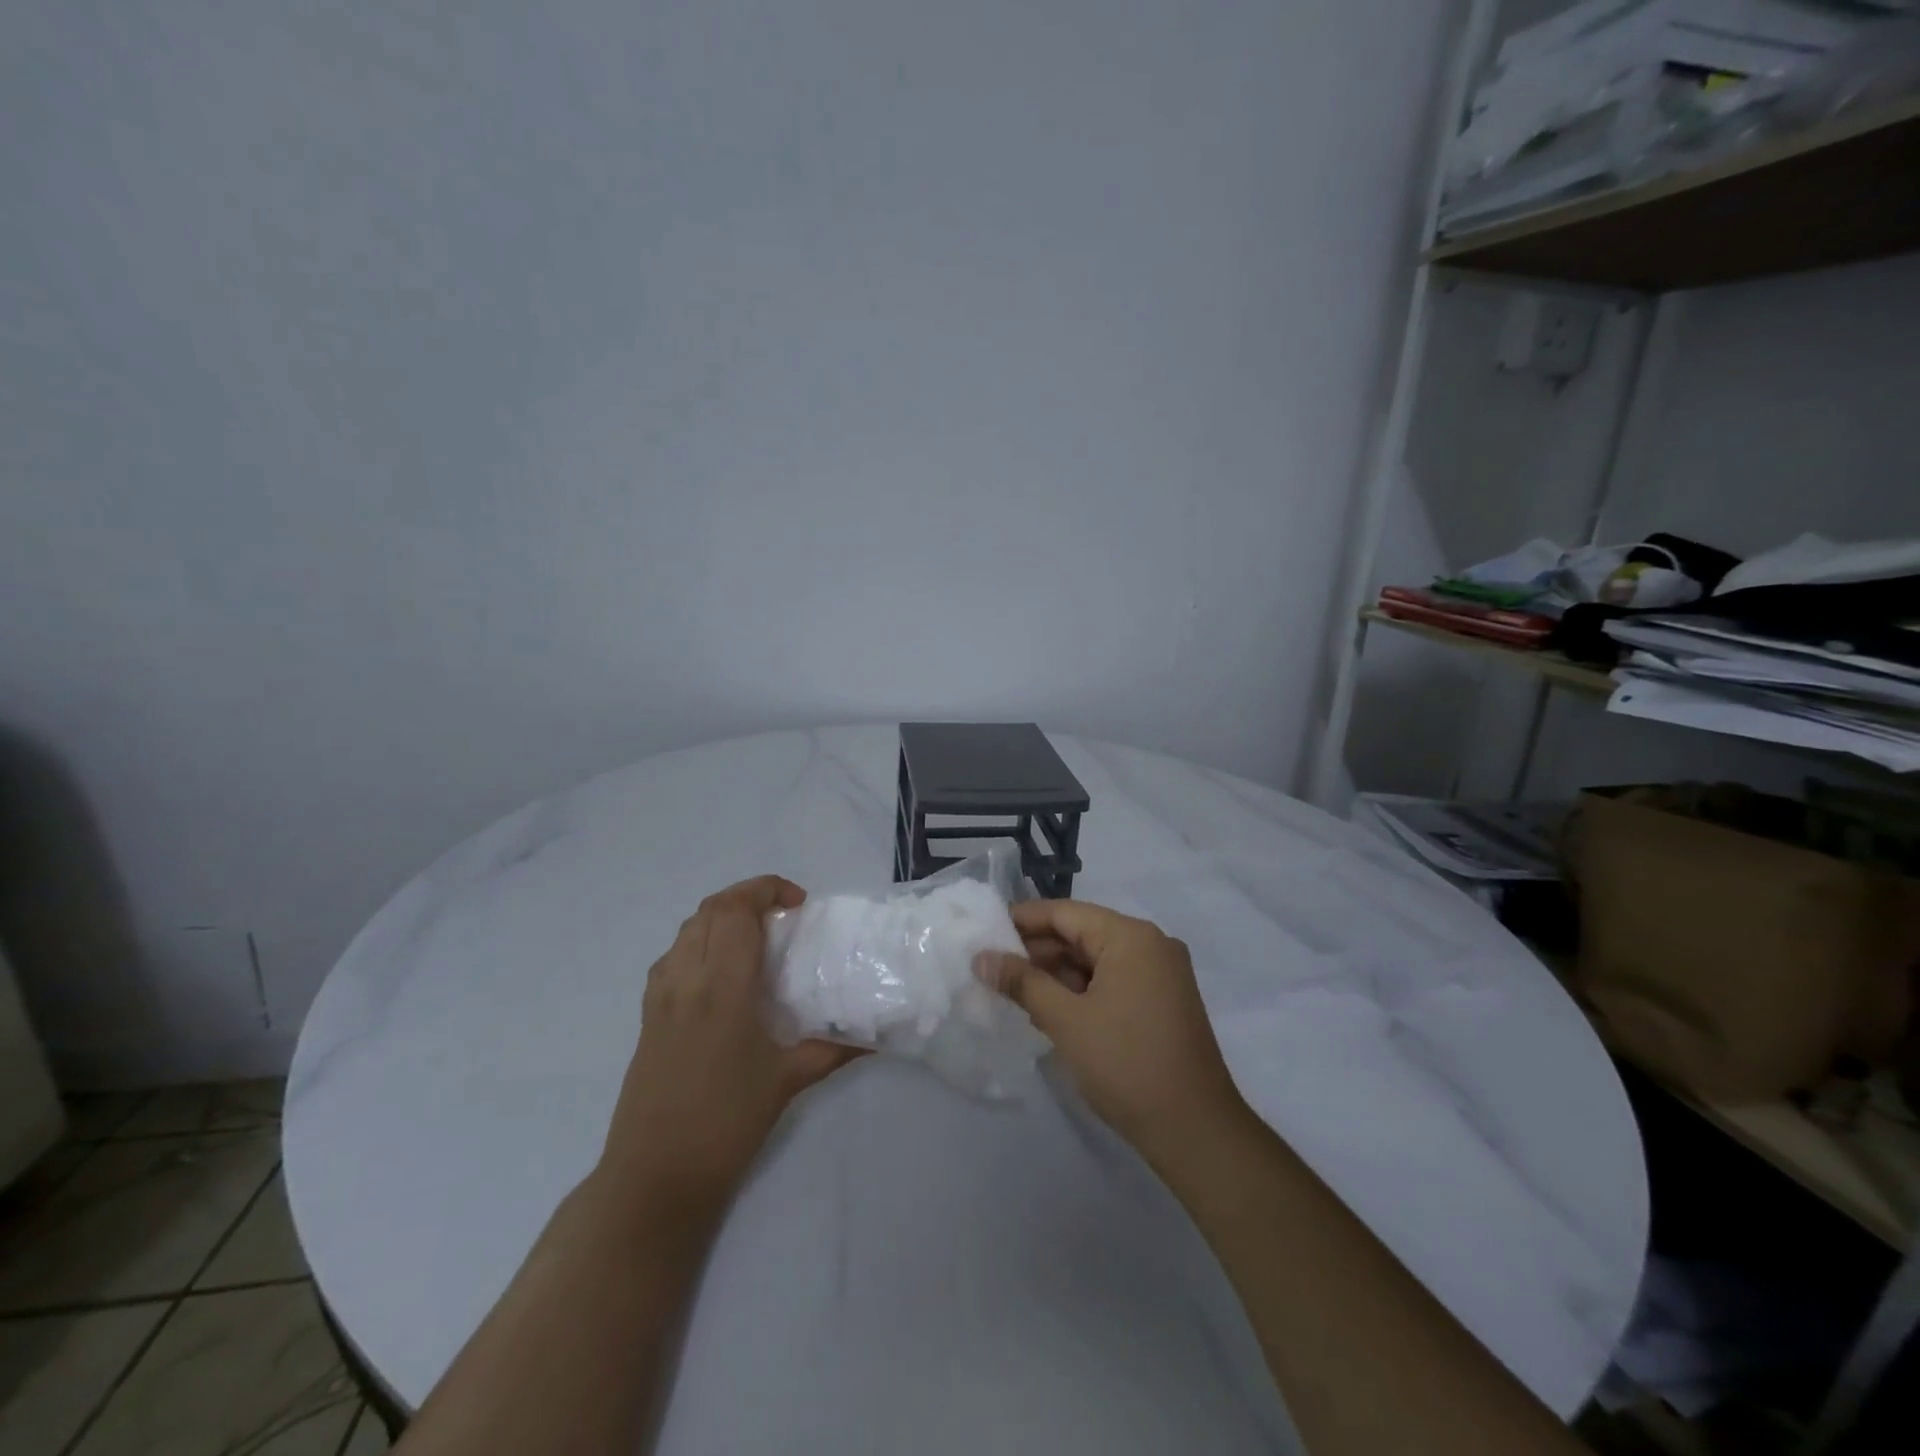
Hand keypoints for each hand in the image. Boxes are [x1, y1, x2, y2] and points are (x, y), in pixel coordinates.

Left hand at [598, 876, 863, 1219]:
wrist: (655, 1176)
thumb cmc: (726, 1124)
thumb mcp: (788, 1081)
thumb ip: (834, 1048)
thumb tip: (876, 1035)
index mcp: (723, 988)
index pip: (736, 911)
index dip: (766, 889)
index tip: (798, 904)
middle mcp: (687, 979)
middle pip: (710, 909)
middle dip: (748, 896)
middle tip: (783, 915)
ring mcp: (661, 996)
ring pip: (687, 928)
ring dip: (722, 916)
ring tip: (756, 936)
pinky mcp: (647, 1015)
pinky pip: (672, 955)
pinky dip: (699, 941)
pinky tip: (721, 971)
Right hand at [979, 899, 1247, 1158]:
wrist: (1195, 1130)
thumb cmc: (1126, 1065)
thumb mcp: (1066, 1020)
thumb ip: (1022, 982)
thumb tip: (981, 957)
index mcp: (1131, 936)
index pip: (1065, 913)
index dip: (1022, 921)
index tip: (984, 933)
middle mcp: (1150, 944)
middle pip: (1082, 933)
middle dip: (1037, 951)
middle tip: (993, 968)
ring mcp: (1161, 973)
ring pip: (1096, 959)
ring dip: (1057, 973)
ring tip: (1014, 991)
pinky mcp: (1164, 1001)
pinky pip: (1113, 980)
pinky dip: (1082, 990)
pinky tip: (1050, 1008)